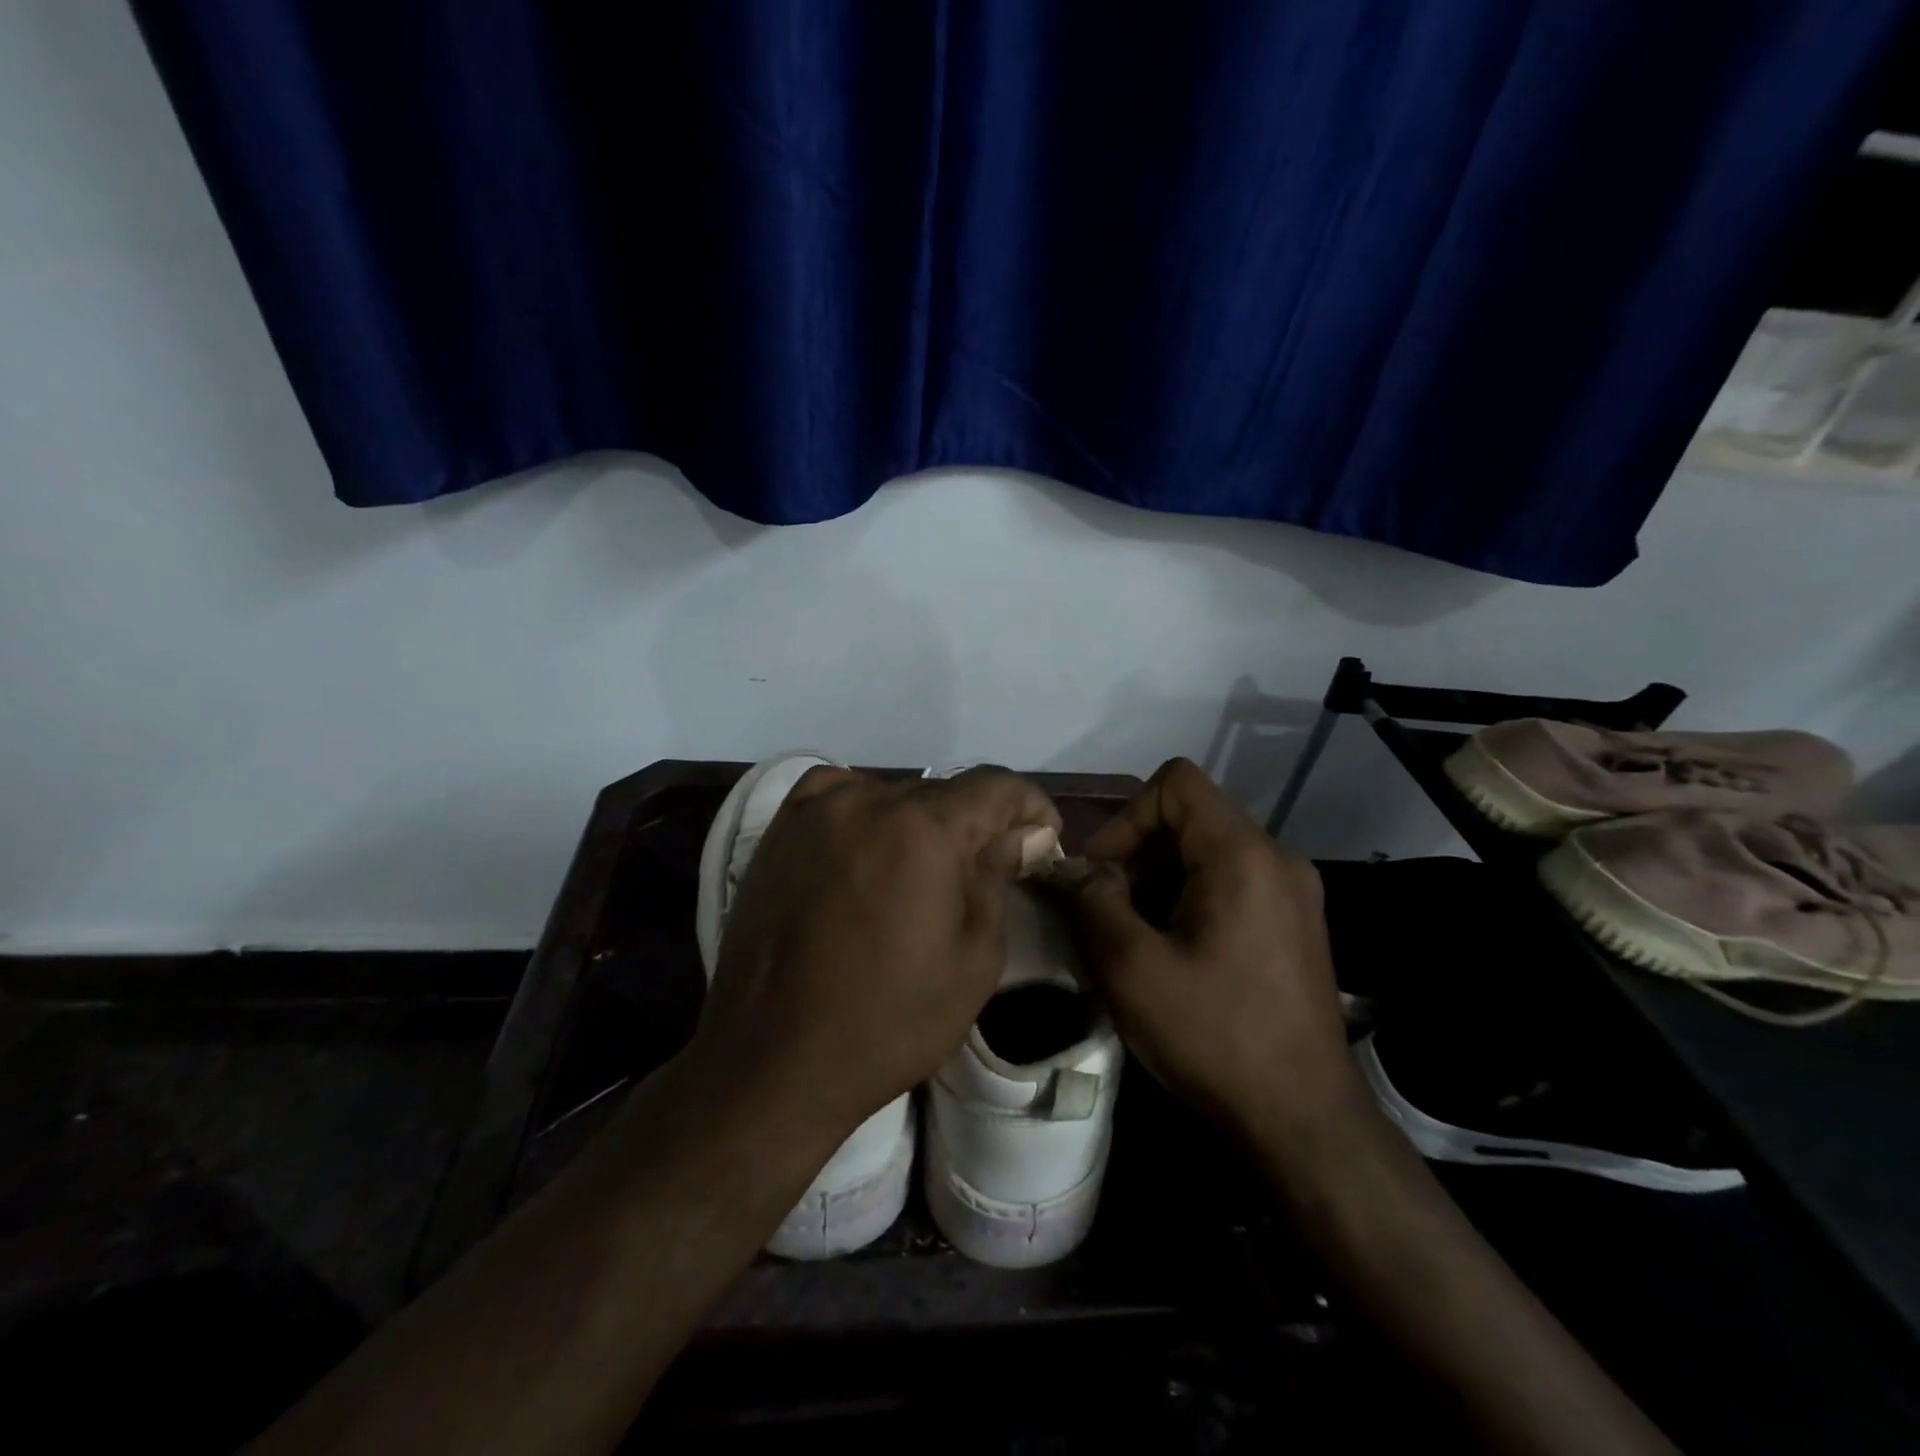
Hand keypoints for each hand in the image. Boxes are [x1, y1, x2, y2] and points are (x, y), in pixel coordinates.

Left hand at [691, 765, 1061, 1145]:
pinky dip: (868, 815)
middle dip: (978, 823)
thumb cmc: (888, 1020)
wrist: (772, 1059)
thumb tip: (1023, 835)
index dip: (1031, 806)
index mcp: (923, 828)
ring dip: (922, 823)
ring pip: (893, 795)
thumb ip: (999, 879)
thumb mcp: (973, 961)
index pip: (996, 785)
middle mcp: (867, 799)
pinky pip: (841, 798)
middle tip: (990, 867)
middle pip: (944, 792)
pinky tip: (869, 852)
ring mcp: (816, 808)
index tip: (1044, 838)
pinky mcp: (780, 828)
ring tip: (924, 872)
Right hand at [1071, 758, 1360, 1146]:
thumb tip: (1077, 870)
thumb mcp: (1132, 967)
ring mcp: (1294, 892)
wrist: (1304, 1121)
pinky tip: (1175, 955)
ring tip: (1137, 938)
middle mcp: (1277, 858)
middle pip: (1191, 818)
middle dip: (1138, 854)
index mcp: (1243, 854)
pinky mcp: (1296, 925)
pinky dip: (1191, 900)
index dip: (1128, 815)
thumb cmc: (1214, 1035)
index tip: (1103, 872)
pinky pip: (1232, 884)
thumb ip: (1093, 900)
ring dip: (1160, 881)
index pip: (1176, 783)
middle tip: (1109, 911)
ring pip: (1209, 853)